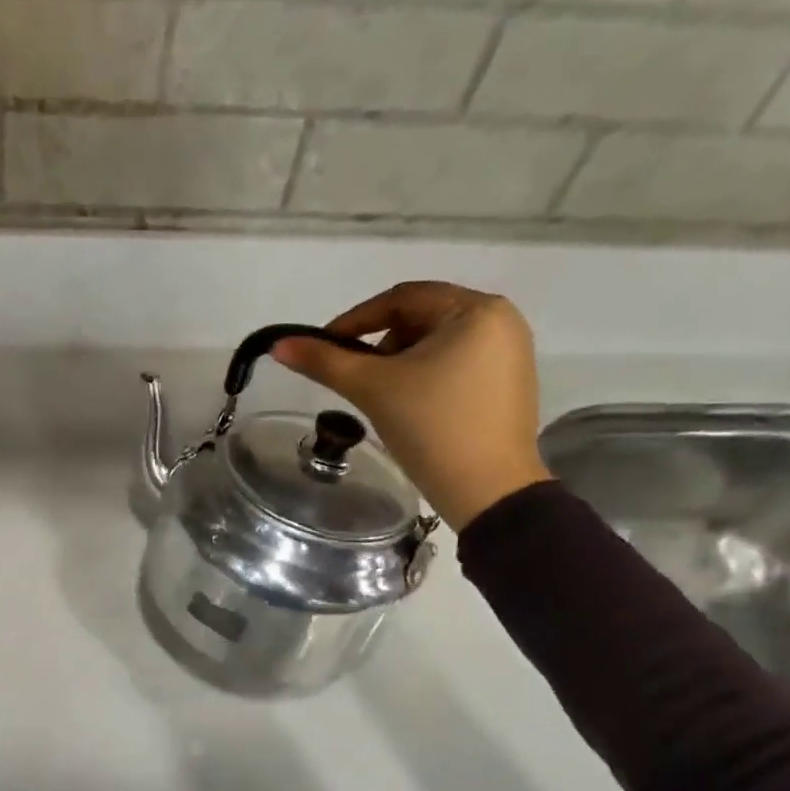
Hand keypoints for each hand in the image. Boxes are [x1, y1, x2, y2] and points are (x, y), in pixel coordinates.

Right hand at [272, 281, 551, 529]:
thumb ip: (324, 362)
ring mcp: (511, 352)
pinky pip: (457, 362)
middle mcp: (501, 320)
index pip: (402, 298)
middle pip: (421, 318)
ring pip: (438, 342)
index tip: (324, 347)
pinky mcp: (510, 383)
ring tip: (379, 394)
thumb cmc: (431, 428)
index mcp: (476, 309)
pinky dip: (426, 375)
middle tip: (354, 376)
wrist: (488, 491)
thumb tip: (279, 345)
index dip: (355, 319)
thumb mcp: (372, 388)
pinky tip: (410, 405)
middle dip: (380, 343)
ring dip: (400, 361)